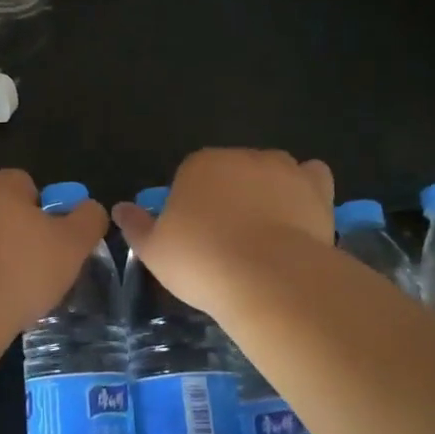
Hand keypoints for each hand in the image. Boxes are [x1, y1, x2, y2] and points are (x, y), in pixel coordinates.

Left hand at [0, 170, 108, 330]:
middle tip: (38, 270)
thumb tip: (90, 208)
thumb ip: (89, 219)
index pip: (28, 186)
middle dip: (19, 236)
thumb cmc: (21, 269)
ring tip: (11, 292)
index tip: (53, 244)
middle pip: (2, 211)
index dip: (46, 213)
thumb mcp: (74, 244)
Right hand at [111, 149, 335, 320]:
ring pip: (271, 172)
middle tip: (230, 239)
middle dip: (232, 196)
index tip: (197, 237)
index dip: (194, 206)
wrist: (268, 277)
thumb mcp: (154, 250)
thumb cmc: (202, 261)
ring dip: (268, 191)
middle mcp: (240, 156)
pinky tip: (301, 214)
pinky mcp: (315, 187)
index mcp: (199, 165)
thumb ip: (136, 226)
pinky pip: (311, 178)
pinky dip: (306, 189)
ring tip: (267, 232)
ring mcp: (282, 168)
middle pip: (233, 172)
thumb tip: (118, 208)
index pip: (192, 177)